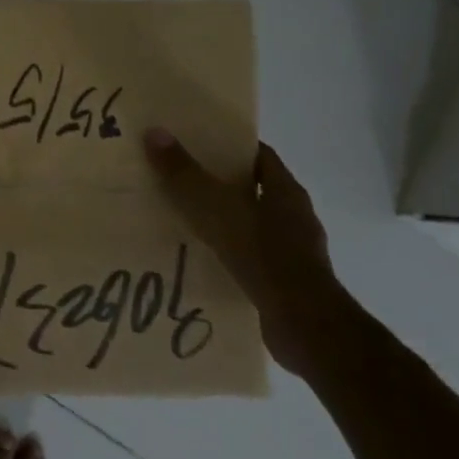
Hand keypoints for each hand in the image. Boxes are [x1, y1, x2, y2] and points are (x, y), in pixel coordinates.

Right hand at [143, 131, 348, 376]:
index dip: (230, 147)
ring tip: (181, 220)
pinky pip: (250, 258)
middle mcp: (294, 217)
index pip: (259, 156)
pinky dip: (227, 255)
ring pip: (250, 225)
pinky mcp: (284, 283)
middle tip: (179, 179)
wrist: (304, 325)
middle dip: (219, 184)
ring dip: (222, 222)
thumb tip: (154, 132)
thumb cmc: (263, 255)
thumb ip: (184, 174)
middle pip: (253, 190)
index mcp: (286, 191)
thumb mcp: (216, 209)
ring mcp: (293, 252)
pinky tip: (199, 259)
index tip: (196, 143)